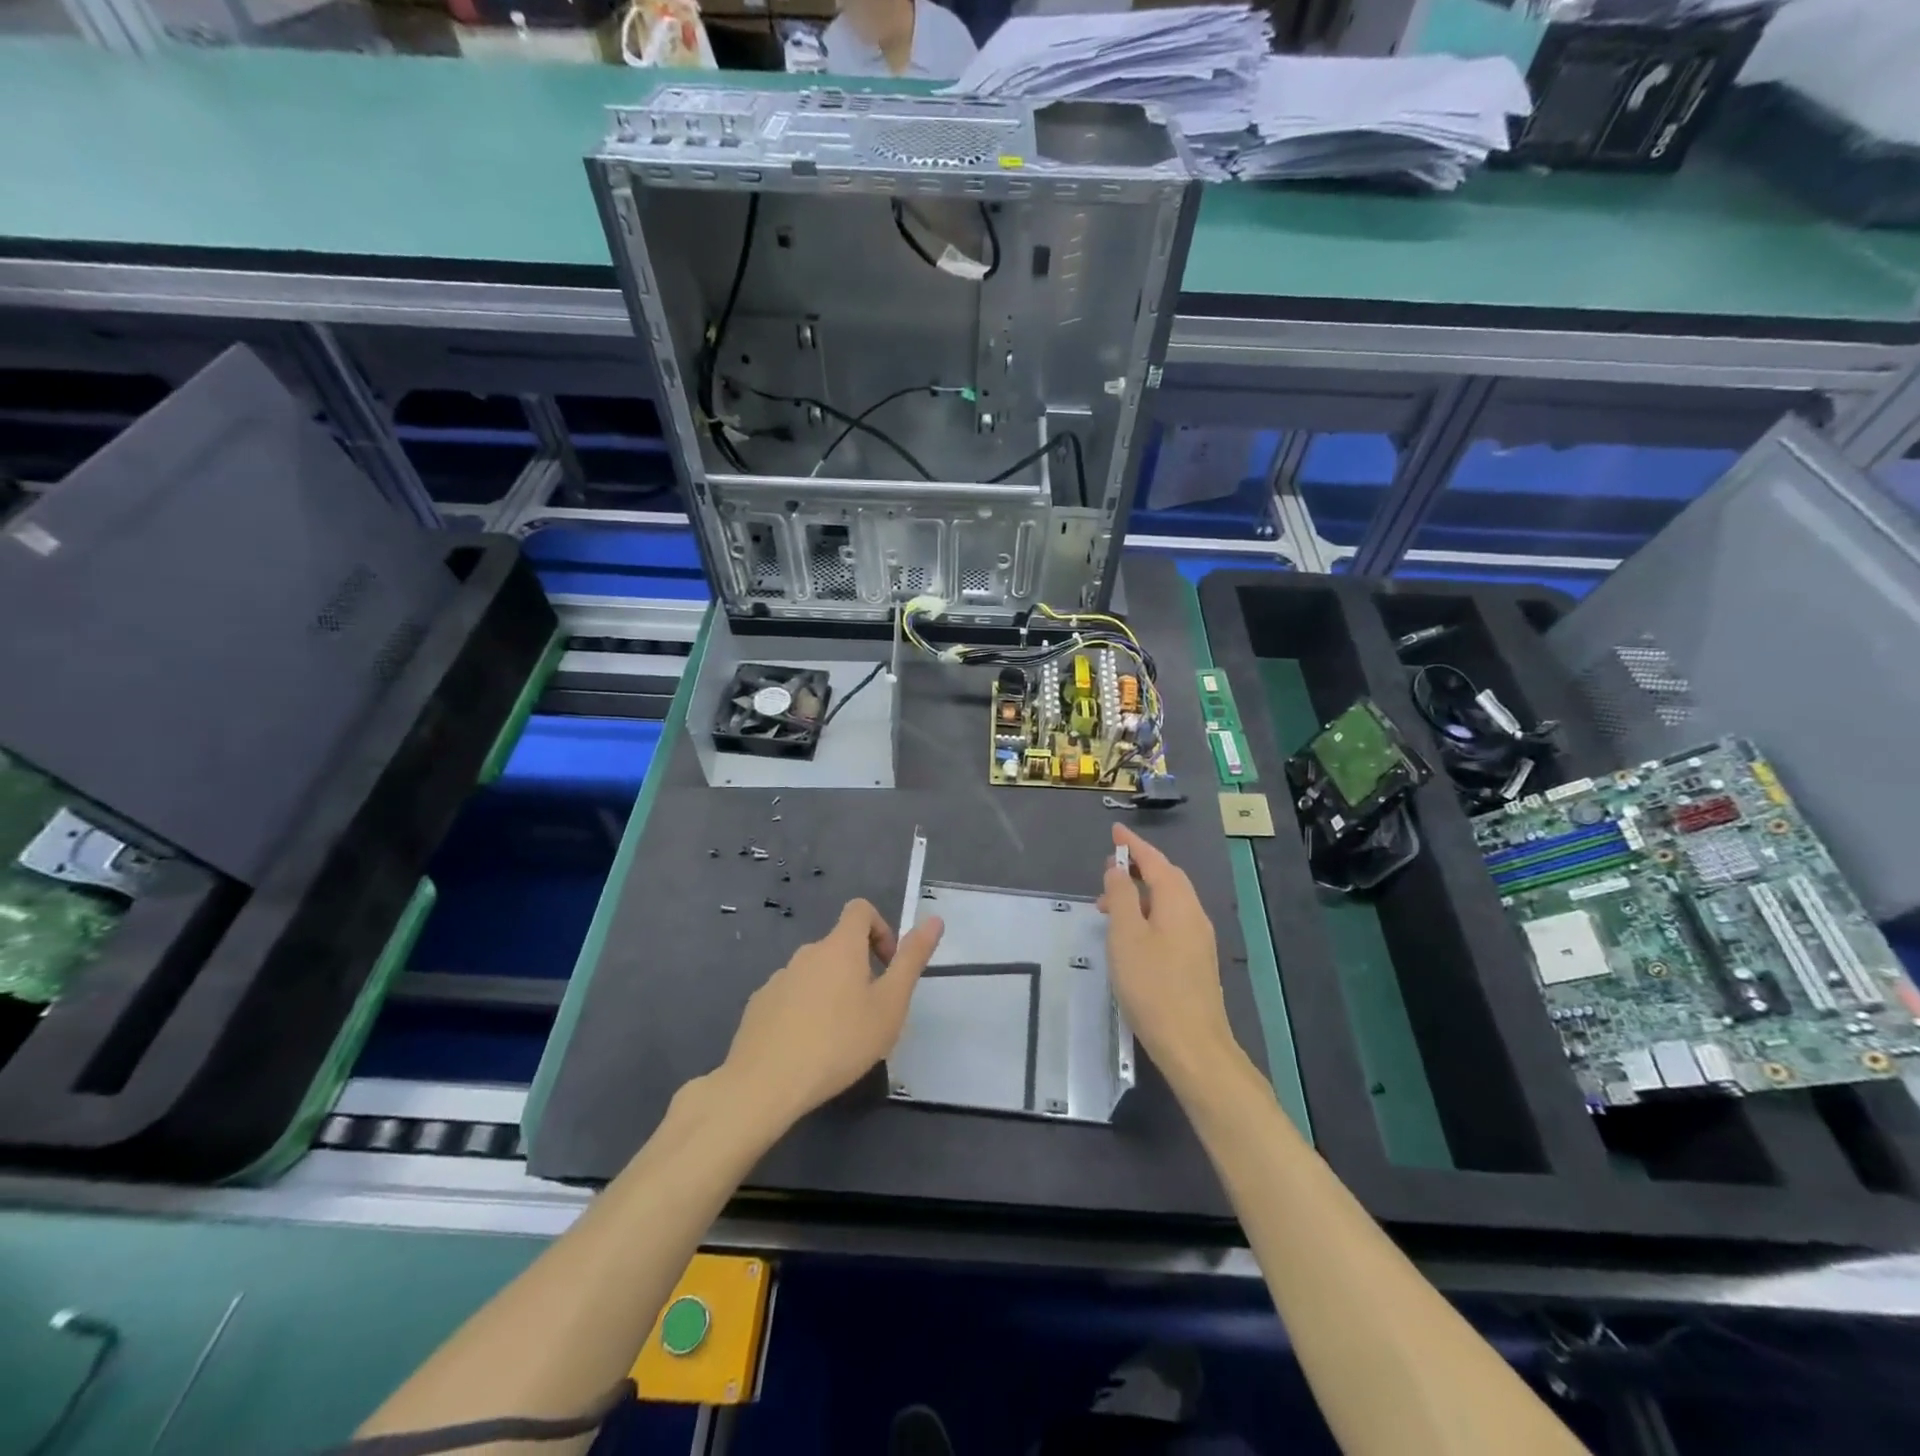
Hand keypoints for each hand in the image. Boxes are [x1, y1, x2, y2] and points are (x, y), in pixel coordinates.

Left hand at [717, 898, 944, 1127]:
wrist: (765, 1083)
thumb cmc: (840, 1042)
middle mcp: (807, 953)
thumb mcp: (890, 1005)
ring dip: (831, 992)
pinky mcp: (759, 1005)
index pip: (860, 910)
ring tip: (839, 1038)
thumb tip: (934, 920)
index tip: (887, 966)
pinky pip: (790, 996)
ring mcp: (778, 978)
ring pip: (814, 974)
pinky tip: (806, 1048)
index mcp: (840, 947)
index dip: (880, 929)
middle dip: (859, 970)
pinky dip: (804, 1011)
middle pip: (839, 946)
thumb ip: (912, 960)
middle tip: (870, 1014)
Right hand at [1099, 824, 1237, 1086]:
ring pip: (1169, 902)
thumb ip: (1121, 897)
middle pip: (1167, 879)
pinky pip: (1171, 921)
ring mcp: (1198, 939)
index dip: (1134, 845)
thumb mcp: (1126, 936)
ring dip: (1140, 894)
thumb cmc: (1152, 986)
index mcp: (1178, 903)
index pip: (1156, 861)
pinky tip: (1131, 934)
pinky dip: (1148, 914)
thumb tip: (1118, 870)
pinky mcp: (1196, 961)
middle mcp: (1193, 914)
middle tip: (1109, 868)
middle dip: (1139, 868)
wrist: (1193, 1045)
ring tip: (1108, 905)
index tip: (1115, 831)